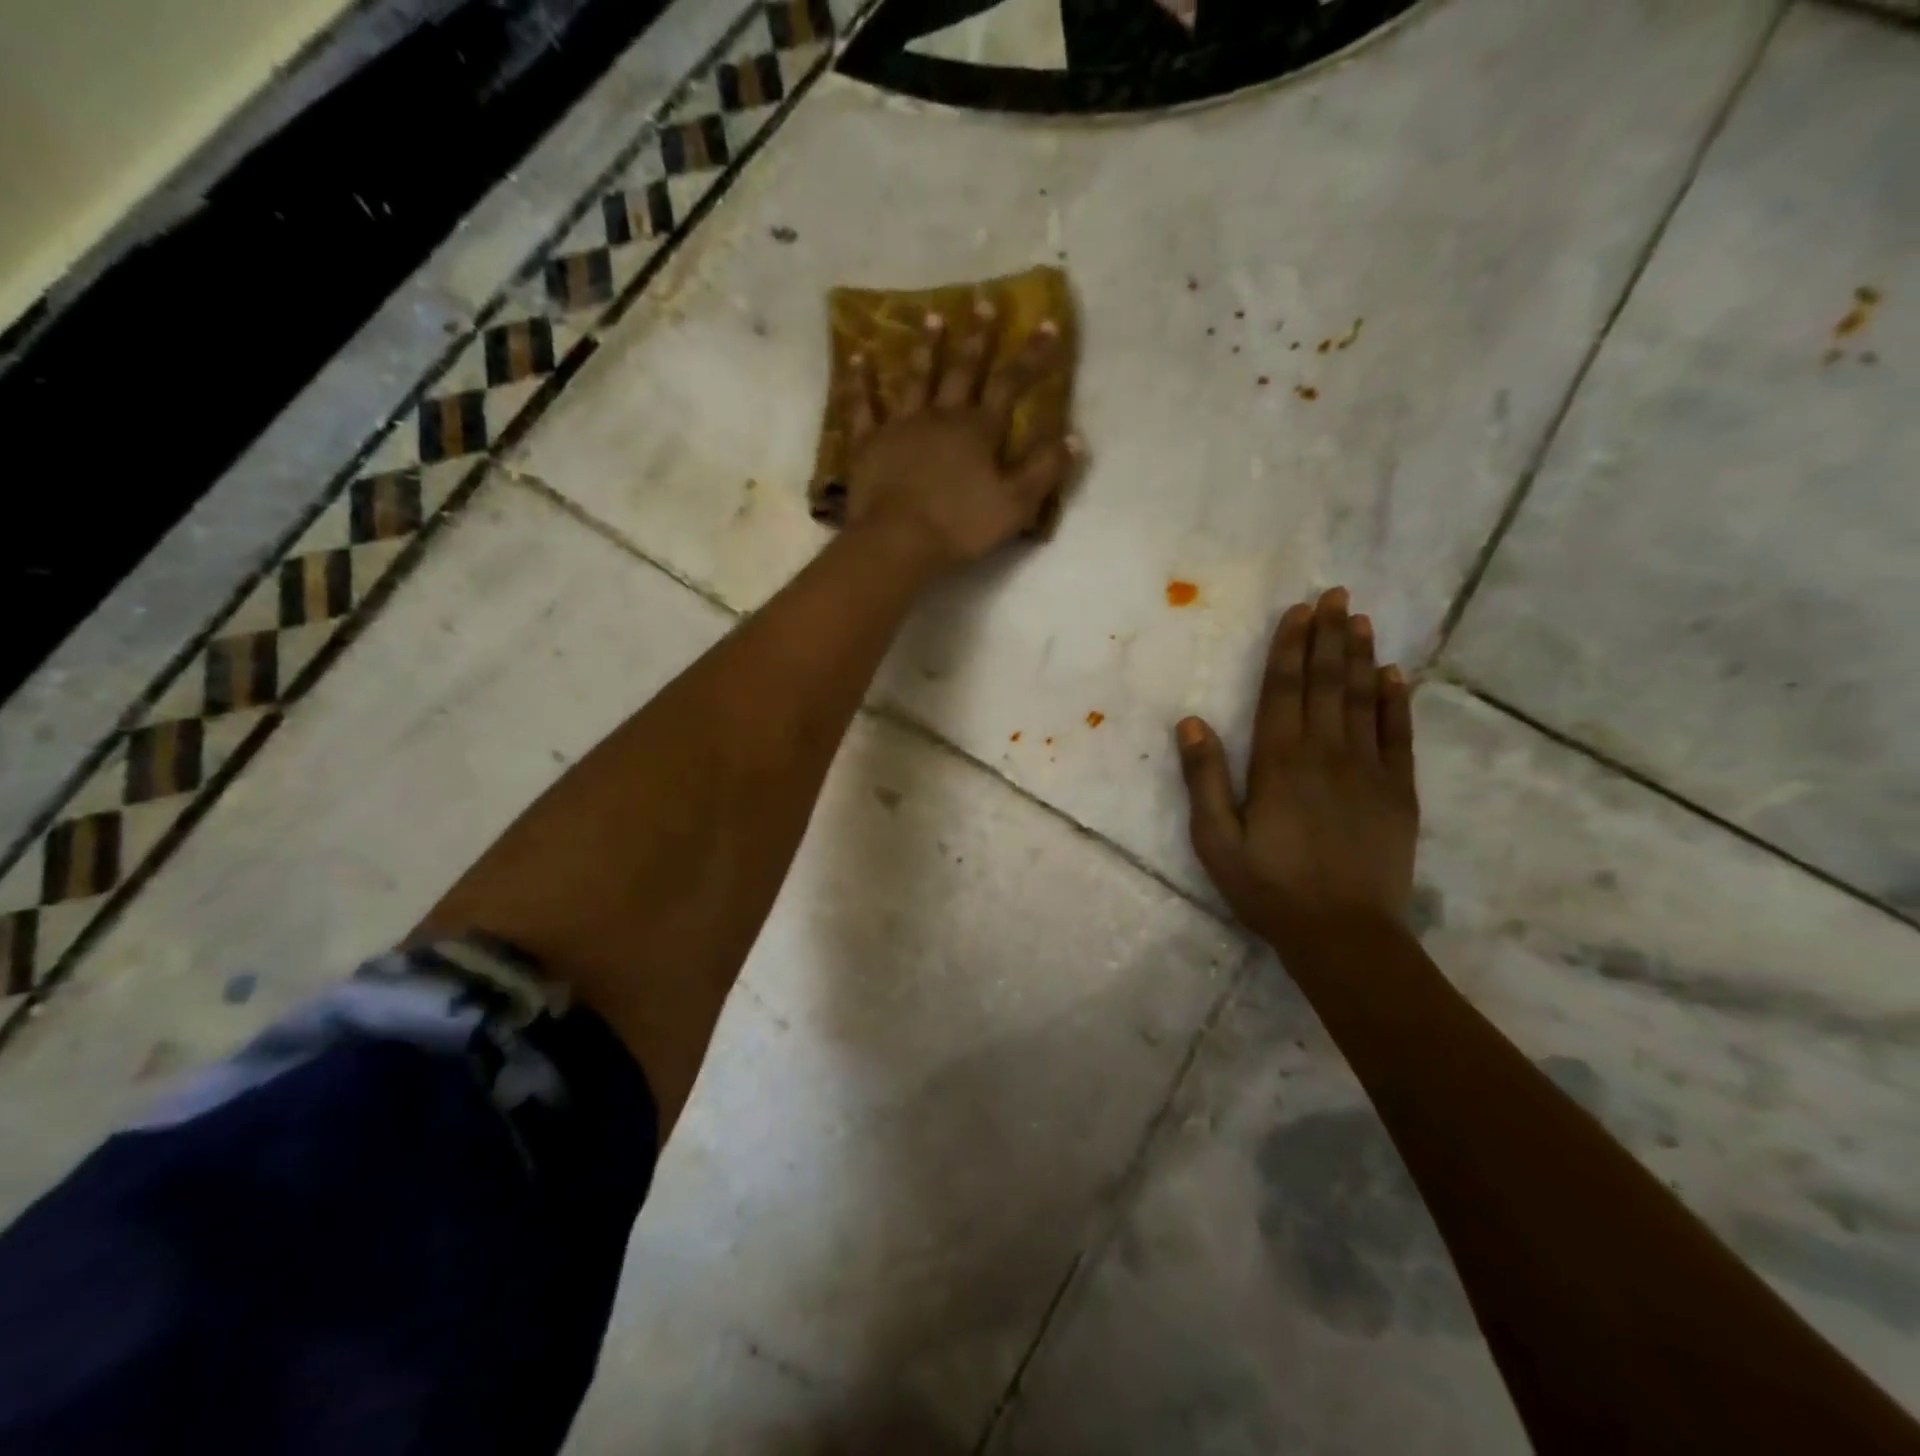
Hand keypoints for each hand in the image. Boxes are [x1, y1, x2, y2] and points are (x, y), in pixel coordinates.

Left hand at [839, 304, 1081, 570]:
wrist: (898, 541)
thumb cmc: (960, 526)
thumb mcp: (1016, 505)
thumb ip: (1044, 470)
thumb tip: (1075, 437)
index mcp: (978, 430)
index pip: (1010, 384)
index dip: (1031, 356)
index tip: (1047, 325)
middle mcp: (941, 416)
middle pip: (962, 370)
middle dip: (977, 338)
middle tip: (983, 303)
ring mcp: (901, 426)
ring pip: (915, 378)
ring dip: (926, 347)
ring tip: (932, 316)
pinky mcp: (868, 443)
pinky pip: (862, 407)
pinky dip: (860, 382)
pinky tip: (858, 357)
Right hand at [1175, 588, 1418, 944]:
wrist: (1344, 934)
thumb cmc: (1269, 887)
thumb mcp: (1216, 840)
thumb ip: (1204, 779)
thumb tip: (1191, 723)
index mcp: (1279, 762)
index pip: (1283, 690)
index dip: (1289, 647)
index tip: (1298, 610)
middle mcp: (1326, 753)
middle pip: (1325, 683)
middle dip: (1329, 636)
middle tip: (1336, 595)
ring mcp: (1368, 770)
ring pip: (1363, 699)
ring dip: (1361, 657)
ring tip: (1362, 620)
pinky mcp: (1398, 792)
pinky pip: (1398, 735)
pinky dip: (1397, 702)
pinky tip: (1396, 675)